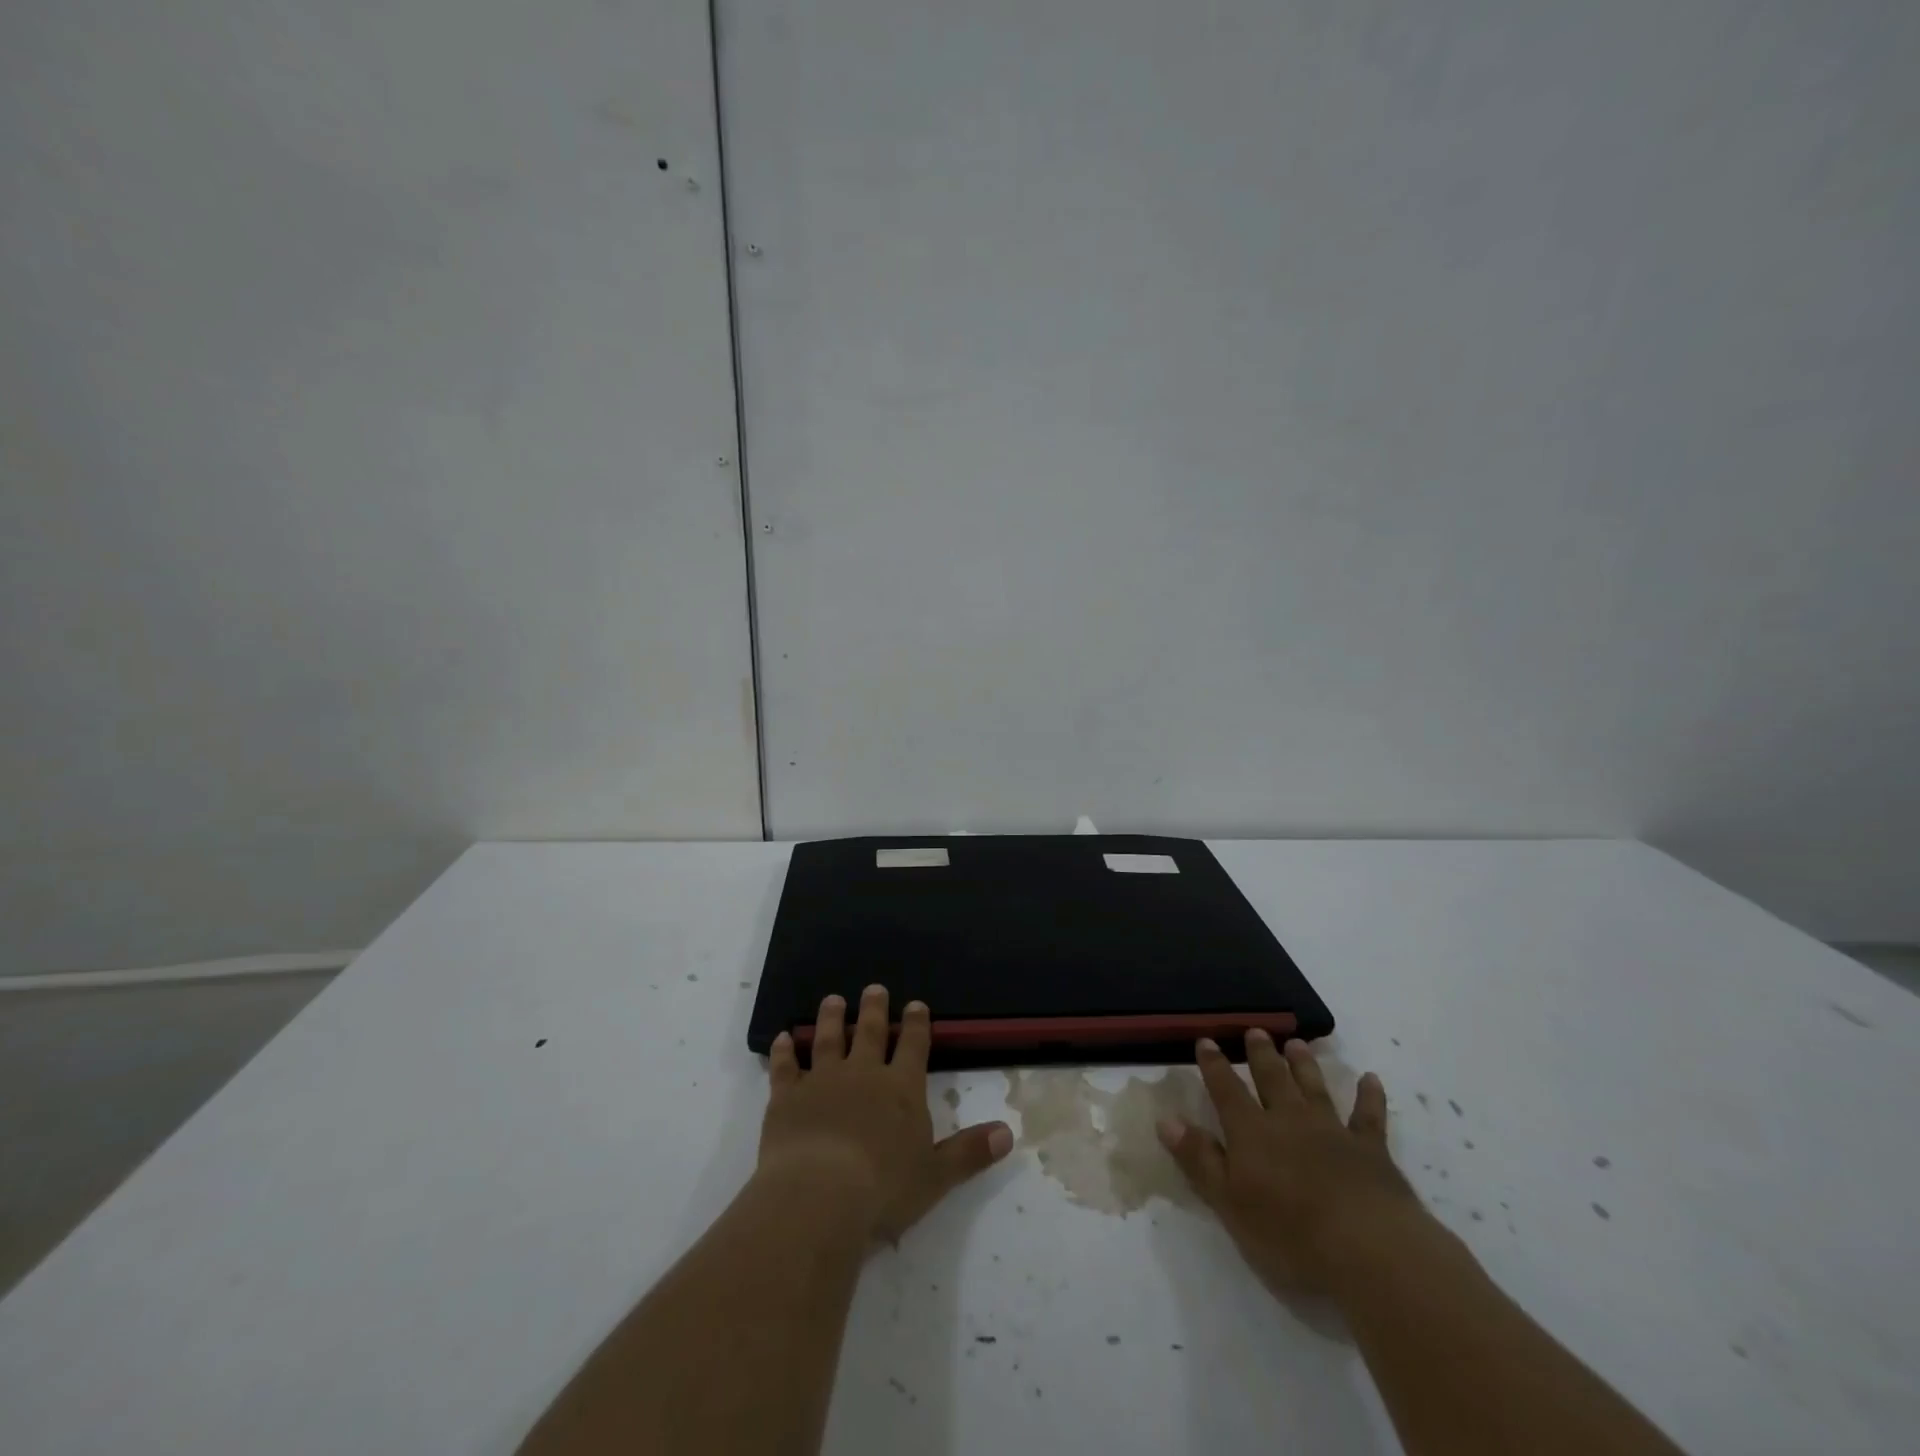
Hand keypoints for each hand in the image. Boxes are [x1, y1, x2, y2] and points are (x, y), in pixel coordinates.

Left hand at [760, 985, 1013, 1242]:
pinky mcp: (787, 1098)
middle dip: (874, 1009)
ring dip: (831, 1019)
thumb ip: (969, 1152)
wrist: (820, 1195)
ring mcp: (822, 1081)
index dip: (917, 1025)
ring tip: (833, 1000)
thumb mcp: (936, 1176)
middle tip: (874, 988)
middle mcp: (863, 1074)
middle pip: (871, 1033)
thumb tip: (1008, 1133)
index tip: (916, 1004)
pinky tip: (782, 1038)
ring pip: (828, 1040)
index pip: (914, 1047)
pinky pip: (785, 1067)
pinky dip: (784, 1052)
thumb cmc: (884, 1188)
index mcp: (901, 1089)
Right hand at [1158, 1031, 1431, 1296]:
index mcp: (1251, 1132)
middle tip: (1256, 1030)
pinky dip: (1369, 1096)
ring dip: (1304, 1065)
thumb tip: (1166, 1119)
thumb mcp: (1229, 1202)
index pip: (1226, 1090)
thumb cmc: (1289, 1232)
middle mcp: (1289, 1120)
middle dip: (1261, 1054)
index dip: (1214, 1065)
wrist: (1368, 1248)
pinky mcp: (1371, 1150)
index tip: (1206, 1040)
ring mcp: (1332, 1131)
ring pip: (1313, 1088)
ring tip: (1296, 1043)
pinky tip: (1371, 1079)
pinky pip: (1368, 1116)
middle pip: (1272, 1079)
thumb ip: (1199, 1159)